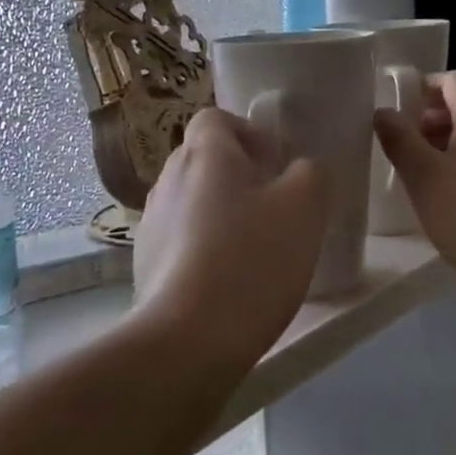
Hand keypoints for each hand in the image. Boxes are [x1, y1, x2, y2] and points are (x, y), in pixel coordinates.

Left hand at [132, 108, 329, 365]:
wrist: (190, 337)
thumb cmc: (252, 258)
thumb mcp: (305, 207)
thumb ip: (312, 173)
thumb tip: (302, 169)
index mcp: (204, 154)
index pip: (215, 117)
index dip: (247, 133)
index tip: (274, 166)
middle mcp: (168, 177)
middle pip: (203, 159)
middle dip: (237, 175)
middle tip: (272, 208)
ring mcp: (151, 221)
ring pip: (191, 200)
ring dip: (219, 211)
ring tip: (251, 248)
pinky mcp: (143, 261)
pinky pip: (179, 238)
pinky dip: (201, 246)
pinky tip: (226, 280)